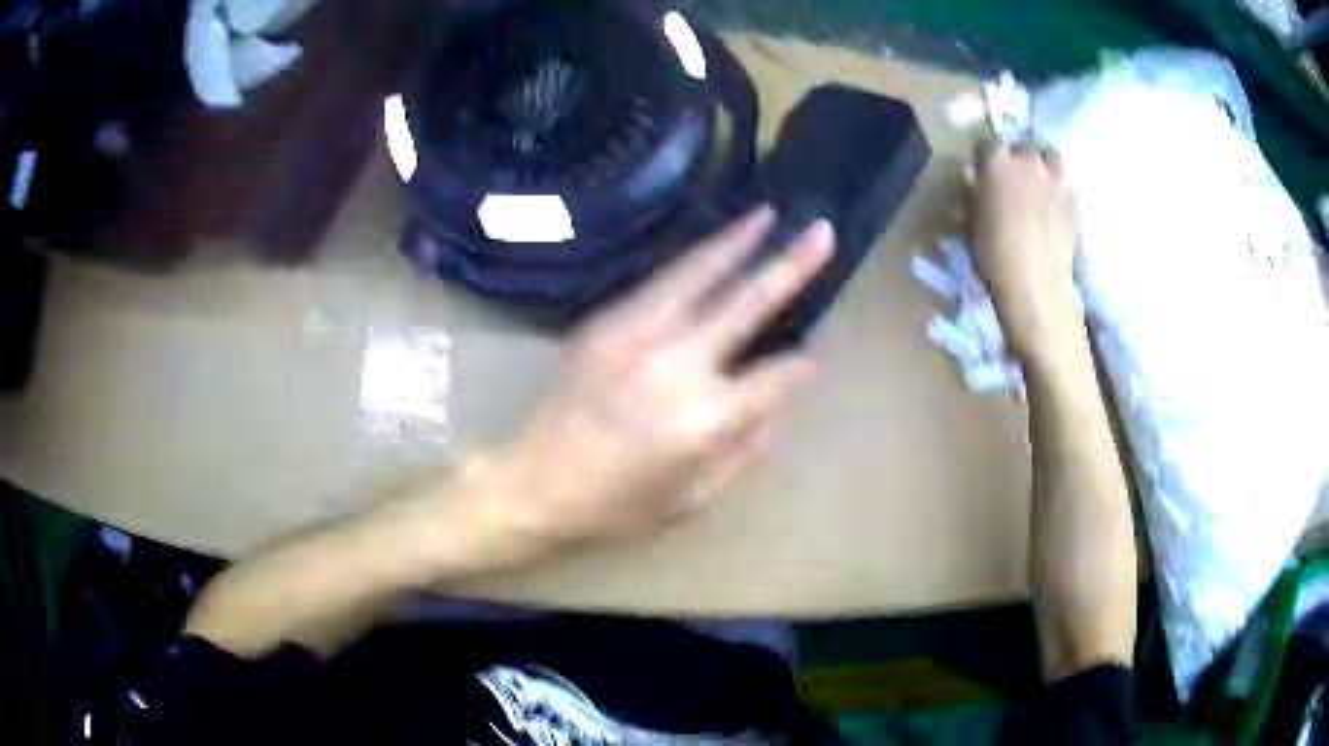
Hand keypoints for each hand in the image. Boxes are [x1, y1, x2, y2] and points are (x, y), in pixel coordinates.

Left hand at [488, 209, 834, 544]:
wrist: (536, 482)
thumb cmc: (618, 504)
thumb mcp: (693, 499)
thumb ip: (743, 452)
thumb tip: (775, 405)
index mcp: (704, 417)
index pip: (773, 377)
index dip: (799, 367)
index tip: (814, 358)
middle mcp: (676, 364)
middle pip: (746, 304)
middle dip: (790, 266)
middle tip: (821, 232)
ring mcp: (635, 335)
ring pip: (696, 275)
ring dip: (735, 242)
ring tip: (766, 215)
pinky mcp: (604, 323)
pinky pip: (658, 283)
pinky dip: (691, 262)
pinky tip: (711, 248)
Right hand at [971, 143, 1083, 363]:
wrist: (1036, 285)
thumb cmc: (994, 255)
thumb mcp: (970, 220)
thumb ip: (973, 191)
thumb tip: (973, 179)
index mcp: (996, 163)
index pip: (986, 142)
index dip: (985, 156)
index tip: (983, 169)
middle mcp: (1028, 163)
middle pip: (1024, 145)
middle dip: (1019, 157)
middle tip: (1016, 177)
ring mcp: (1056, 180)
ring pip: (1051, 157)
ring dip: (1044, 166)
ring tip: (1040, 185)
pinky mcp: (1074, 201)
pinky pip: (1065, 186)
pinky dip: (1059, 192)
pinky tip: (1054, 210)